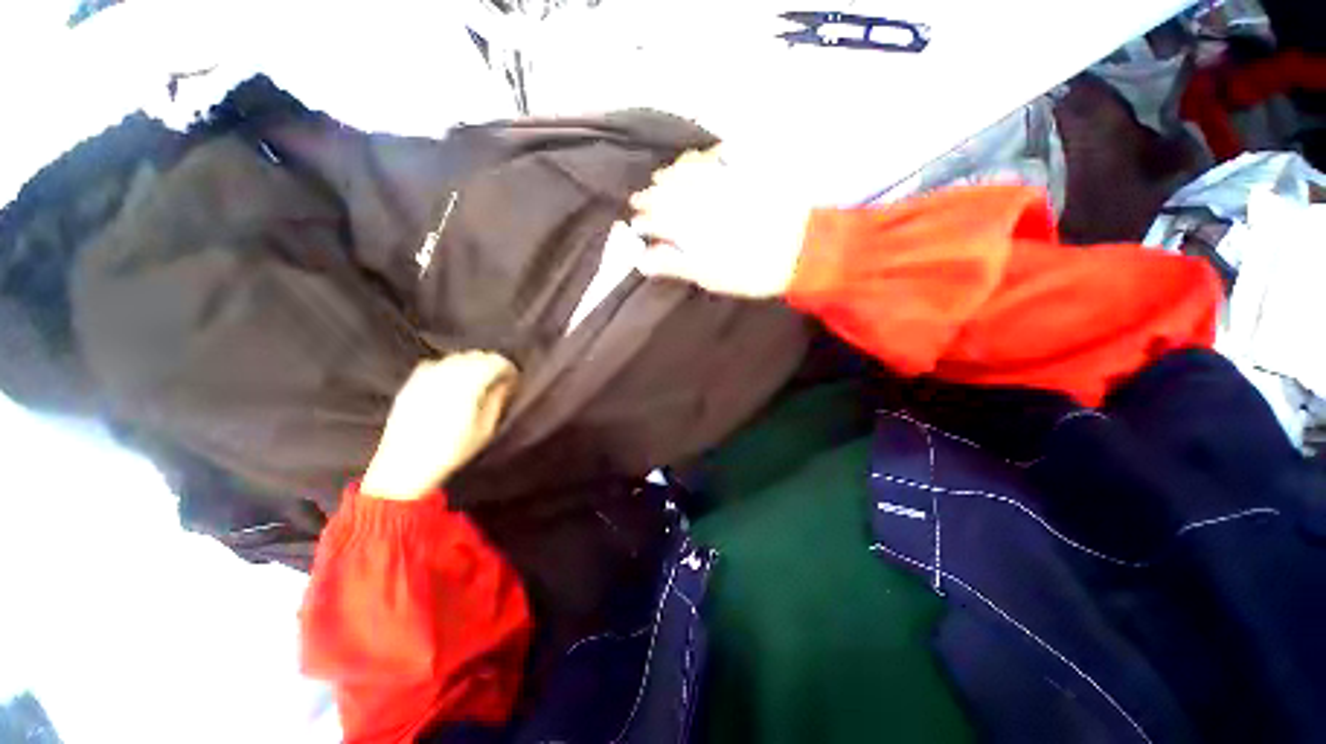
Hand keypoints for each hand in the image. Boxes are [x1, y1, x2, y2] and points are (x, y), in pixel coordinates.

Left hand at [360, 352, 517, 500]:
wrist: (405, 465)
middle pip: (476, 355)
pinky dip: (449, 367)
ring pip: (456, 357)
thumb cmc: (452, 450)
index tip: (514, 380)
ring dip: (471, 364)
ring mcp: (426, 376)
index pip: (495, 362)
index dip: (508, 368)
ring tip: (478, 381)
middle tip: (500, 381)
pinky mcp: (412, 383)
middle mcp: (447, 374)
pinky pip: (436, 364)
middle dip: (491, 364)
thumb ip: (498, 400)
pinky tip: (452, 382)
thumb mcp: (485, 429)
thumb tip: (505, 383)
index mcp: (468, 384)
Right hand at [630, 148, 811, 298]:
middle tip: (641, 200)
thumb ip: (675, 264)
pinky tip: (698, 159)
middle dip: (651, 195)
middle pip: (667, 190)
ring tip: (662, 178)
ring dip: (670, 174)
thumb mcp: (709, 276)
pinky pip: (718, 154)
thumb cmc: (751, 270)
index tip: (635, 224)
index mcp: (689, 223)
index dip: (643, 221)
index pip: (656, 218)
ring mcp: (723, 179)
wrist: (802, 249)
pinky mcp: (746, 170)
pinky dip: (702, 157)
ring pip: (687, 168)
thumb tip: (644, 259)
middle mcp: (700, 195)